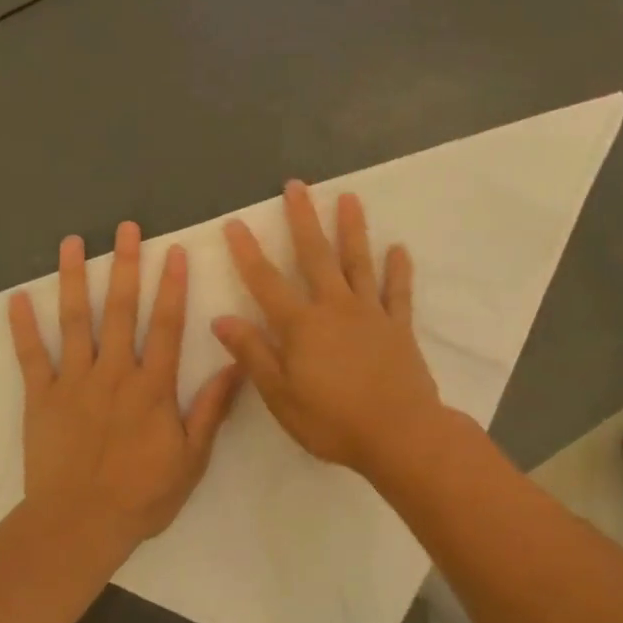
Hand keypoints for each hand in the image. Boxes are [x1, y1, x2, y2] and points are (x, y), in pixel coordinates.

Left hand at [10, 221, 243, 554]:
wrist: (80, 524)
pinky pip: (31, 356)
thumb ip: (211, 409)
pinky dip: (23, 327)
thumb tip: (234, 365)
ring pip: (74, 321)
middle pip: (120, 310)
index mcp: (152, 387)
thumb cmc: (142, 495)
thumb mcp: (192, 459)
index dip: (172, 287)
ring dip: (73, 279)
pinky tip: (16, 298)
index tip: (174, 252)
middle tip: (126, 228)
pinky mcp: (41, 397)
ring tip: (72, 243)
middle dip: (125, 266)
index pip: (166, 326)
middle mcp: (113, 373)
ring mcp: (73, 382)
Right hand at [214, 182, 444, 478]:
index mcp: (301, 325)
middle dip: (303, 219)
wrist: (400, 435)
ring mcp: (370, 314)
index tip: (235, 223)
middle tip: (296, 186)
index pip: (265, 282)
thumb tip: (222, 318)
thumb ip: (253, 354)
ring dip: (352, 229)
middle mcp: (335, 308)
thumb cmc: (332, 421)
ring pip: (359, 263)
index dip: (247, 252)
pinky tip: (398, 249)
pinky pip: (398, 293)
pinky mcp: (398, 328)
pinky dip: (398, 270)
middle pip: (316, 256)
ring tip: (348, 197)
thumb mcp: (280, 395)